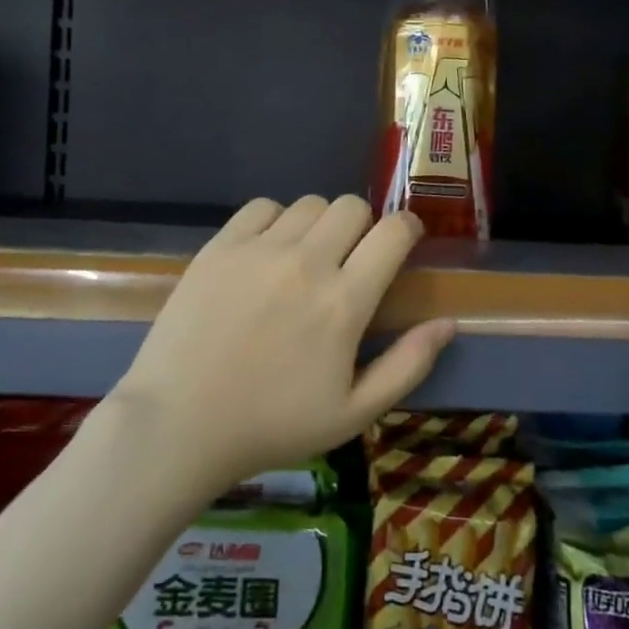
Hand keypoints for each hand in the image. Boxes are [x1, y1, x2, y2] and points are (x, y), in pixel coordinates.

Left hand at [108, 196, 456, 491]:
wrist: (179, 423)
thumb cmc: (272, 425)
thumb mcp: (354, 413)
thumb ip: (408, 365)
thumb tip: (448, 322)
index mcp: (344, 302)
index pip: (394, 232)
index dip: (408, 228)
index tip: (403, 241)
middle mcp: (307, 262)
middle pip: (352, 206)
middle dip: (363, 226)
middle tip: (350, 259)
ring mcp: (259, 249)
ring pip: (309, 203)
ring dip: (320, 223)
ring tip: (306, 257)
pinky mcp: (220, 246)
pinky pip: (262, 206)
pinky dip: (275, 220)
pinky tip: (267, 252)